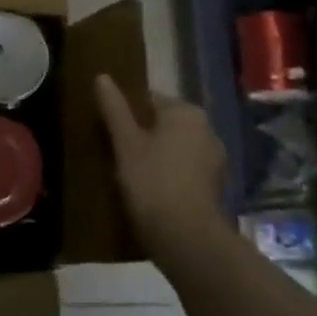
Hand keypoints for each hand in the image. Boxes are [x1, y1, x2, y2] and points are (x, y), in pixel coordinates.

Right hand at [93, 75, 227, 254]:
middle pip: (164, 123)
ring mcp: (214, 158)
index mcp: (186, 112)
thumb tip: (102, 76)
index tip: (108, 130)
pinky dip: (169, 173)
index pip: (149, 99)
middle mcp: (206, 128)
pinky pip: (185, 169)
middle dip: (142, 134)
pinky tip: (150, 190)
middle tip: (114, 152)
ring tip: (129, 173)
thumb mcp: (126, 143)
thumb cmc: (152, 182)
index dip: (126, 113)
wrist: (187, 239)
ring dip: (156, 155)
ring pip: (175, 147)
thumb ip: (114, 108)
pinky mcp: (215, 185)